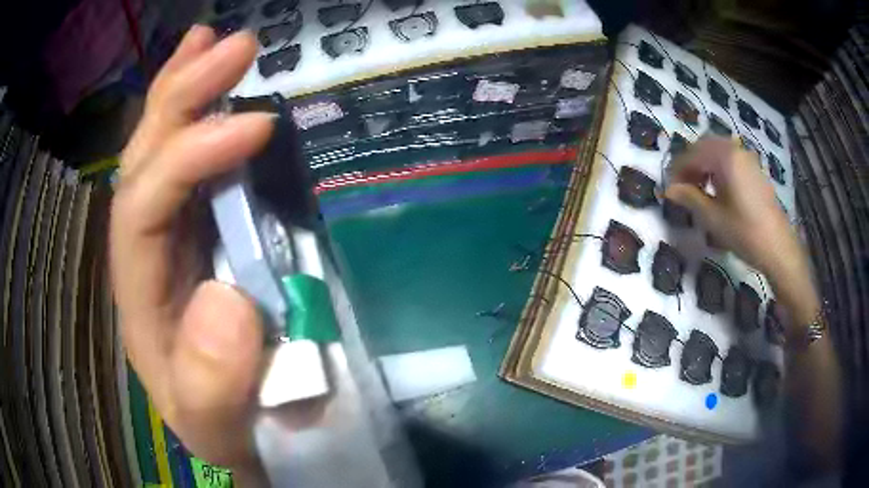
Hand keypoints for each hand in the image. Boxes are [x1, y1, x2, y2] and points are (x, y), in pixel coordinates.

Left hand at [111, 26, 272, 469]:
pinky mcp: (202, 228)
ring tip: (213, 40)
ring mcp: (173, 233)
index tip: (257, 126)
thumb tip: (228, 299)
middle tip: (235, 44)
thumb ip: (212, 383)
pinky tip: (215, 84)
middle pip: (145, 157)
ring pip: (161, 146)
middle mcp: (147, 250)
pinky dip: (200, 115)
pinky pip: (191, 160)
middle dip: (182, 94)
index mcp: (141, 295)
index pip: (144, 207)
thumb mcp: (218, 424)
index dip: (191, 157)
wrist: (242, 429)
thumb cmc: (228, 426)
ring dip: (185, 87)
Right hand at [664, 137, 804, 285]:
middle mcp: (735, 150)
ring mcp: (747, 158)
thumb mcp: (713, 218)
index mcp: (724, 157)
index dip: (678, 170)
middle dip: (690, 163)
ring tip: (698, 188)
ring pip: (718, 151)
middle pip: (705, 146)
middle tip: (682, 186)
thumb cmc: (745, 232)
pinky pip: (730, 158)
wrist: (778, 247)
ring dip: (704, 164)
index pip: (692, 155)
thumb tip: (669, 190)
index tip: (669, 189)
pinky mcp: (754, 169)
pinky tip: (717, 188)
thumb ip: (690, 198)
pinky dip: (718, 167)